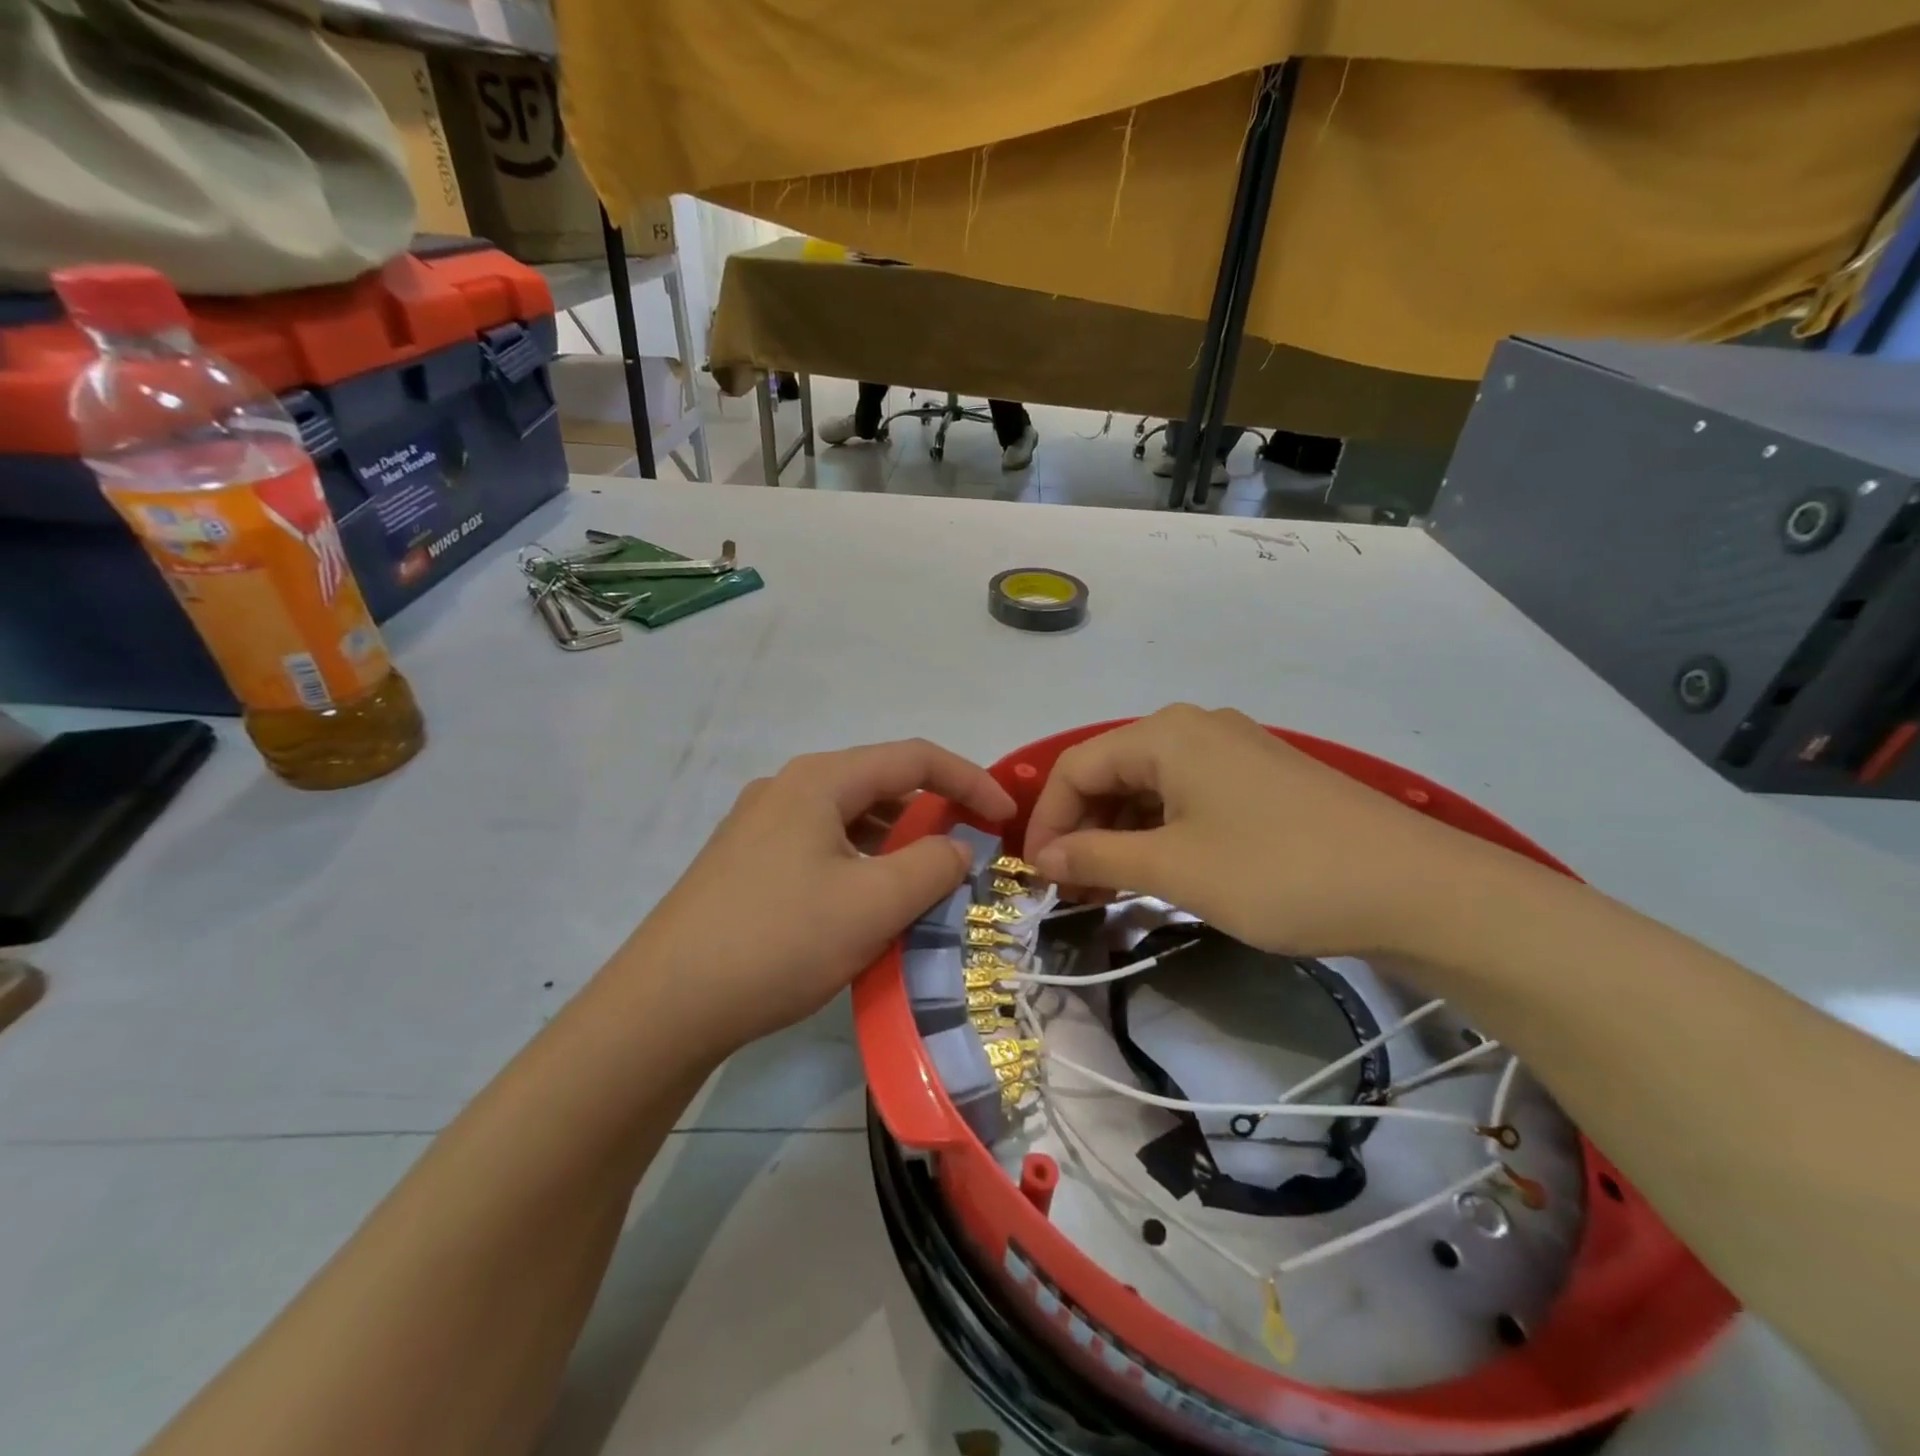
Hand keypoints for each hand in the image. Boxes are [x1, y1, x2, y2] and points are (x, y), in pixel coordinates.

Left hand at [623, 739, 1015, 1057]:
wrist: (664, 1006)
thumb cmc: (778, 941)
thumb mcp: (873, 904)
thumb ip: (932, 865)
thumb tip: (957, 848)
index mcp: (820, 780)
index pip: (914, 758)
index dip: (970, 781)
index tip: (1005, 817)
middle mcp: (787, 788)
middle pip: (880, 785)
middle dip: (932, 815)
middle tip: (965, 858)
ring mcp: (760, 825)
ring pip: (850, 821)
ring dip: (895, 846)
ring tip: (922, 888)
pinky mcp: (746, 863)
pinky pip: (822, 848)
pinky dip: (860, 866)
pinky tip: (866, 908)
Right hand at [1023, 705, 1498, 956]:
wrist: (1415, 888)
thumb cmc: (1277, 871)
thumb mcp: (1174, 868)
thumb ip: (1096, 857)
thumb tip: (1041, 858)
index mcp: (1165, 734)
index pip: (1076, 767)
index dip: (1047, 821)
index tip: (1036, 876)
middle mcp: (1194, 728)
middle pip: (1111, 772)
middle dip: (1082, 830)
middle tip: (1070, 890)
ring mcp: (1232, 751)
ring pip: (1149, 788)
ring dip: (1118, 836)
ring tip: (1107, 891)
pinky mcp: (1260, 779)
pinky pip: (1187, 798)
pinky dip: (1159, 833)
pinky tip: (1157, 872)